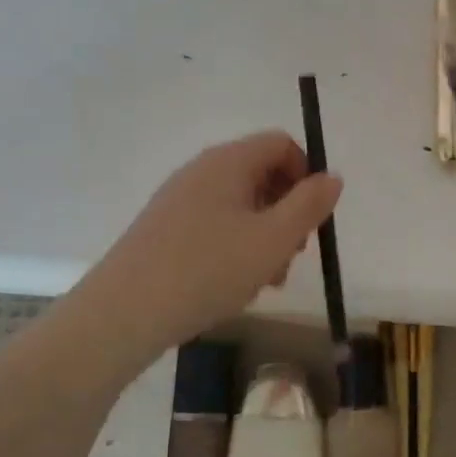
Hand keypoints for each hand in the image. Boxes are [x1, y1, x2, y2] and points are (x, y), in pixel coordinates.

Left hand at [81, 132, 341, 354]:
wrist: (124, 313)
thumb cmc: (208, 270)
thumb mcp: (273, 240)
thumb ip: (309, 205)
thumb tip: (331, 177)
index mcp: (229, 161)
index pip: (281, 144)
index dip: (306, 174)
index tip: (312, 217)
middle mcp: (202, 170)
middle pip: (261, 174)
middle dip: (287, 212)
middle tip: (292, 256)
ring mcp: (179, 199)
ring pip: (240, 205)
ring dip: (264, 237)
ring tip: (265, 281)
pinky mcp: (164, 228)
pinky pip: (214, 225)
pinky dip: (235, 247)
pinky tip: (233, 286)